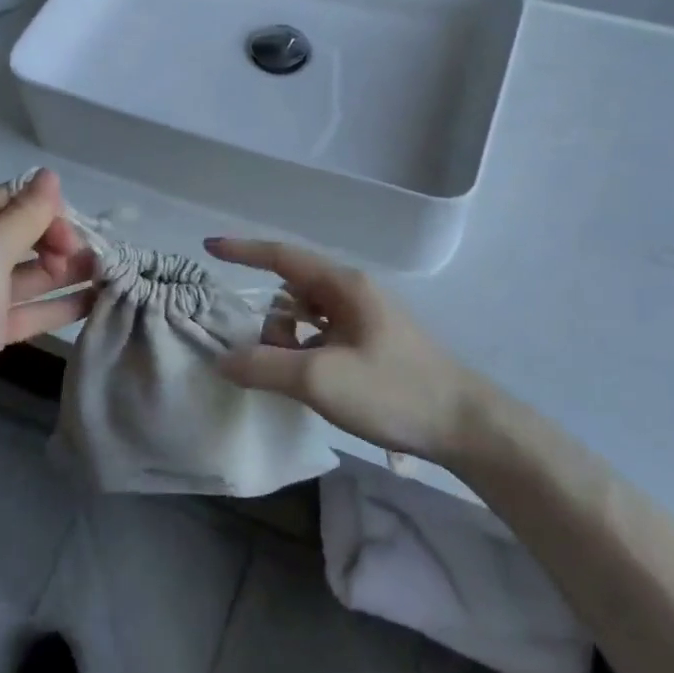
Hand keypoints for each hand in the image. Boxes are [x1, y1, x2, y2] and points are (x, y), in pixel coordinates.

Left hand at [0, 170, 96, 446]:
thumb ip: (22, 218)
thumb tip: (50, 175)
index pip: (12, 200)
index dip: (47, 210)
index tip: (74, 233)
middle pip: (25, 235)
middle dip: (60, 242)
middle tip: (90, 261)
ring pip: (33, 274)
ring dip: (68, 272)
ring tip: (110, 276)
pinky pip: (32, 309)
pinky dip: (61, 305)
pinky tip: (95, 302)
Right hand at [207, 237, 487, 462]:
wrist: (465, 425)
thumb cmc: (393, 391)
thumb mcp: (320, 380)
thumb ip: (264, 367)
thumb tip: (223, 359)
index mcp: (343, 286)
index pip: (282, 256)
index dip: (242, 250)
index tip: (208, 247)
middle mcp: (353, 293)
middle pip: (292, 291)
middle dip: (270, 322)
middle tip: (266, 361)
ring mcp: (365, 318)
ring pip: (307, 317)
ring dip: (289, 341)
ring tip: (292, 379)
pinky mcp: (372, 343)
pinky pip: (323, 335)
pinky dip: (305, 352)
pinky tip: (309, 382)